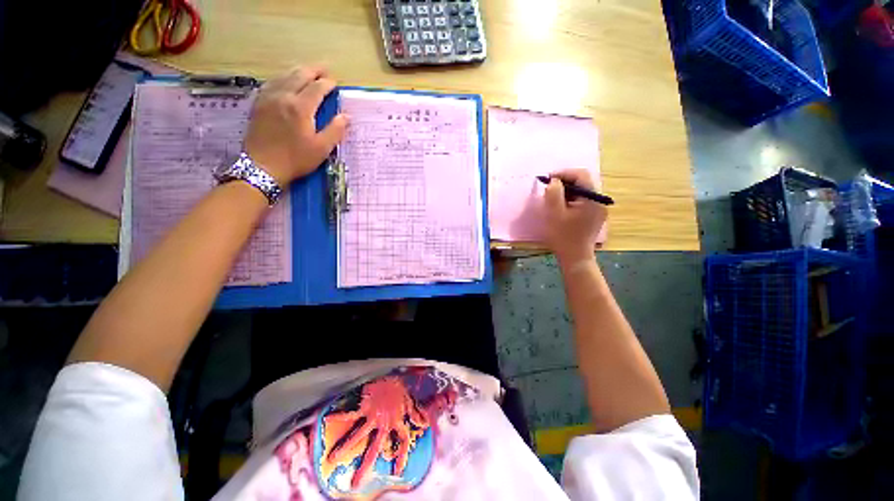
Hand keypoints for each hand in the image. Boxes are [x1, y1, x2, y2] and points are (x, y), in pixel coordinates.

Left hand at [244, 66, 348, 184]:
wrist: (262, 166)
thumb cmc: (296, 159)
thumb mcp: (321, 149)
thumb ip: (335, 130)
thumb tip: (346, 116)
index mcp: (301, 108)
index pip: (317, 88)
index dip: (327, 83)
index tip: (335, 83)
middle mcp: (283, 97)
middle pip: (299, 75)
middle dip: (313, 70)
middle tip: (324, 69)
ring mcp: (268, 98)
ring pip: (284, 76)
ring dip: (297, 71)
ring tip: (307, 71)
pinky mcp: (259, 104)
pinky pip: (271, 83)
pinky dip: (282, 78)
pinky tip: (285, 80)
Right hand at [544, 169, 606, 263]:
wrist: (575, 258)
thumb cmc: (563, 236)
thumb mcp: (554, 213)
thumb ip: (553, 193)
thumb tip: (554, 181)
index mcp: (592, 198)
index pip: (581, 174)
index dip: (564, 173)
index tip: (548, 179)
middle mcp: (599, 200)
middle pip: (583, 182)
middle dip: (565, 182)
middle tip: (549, 189)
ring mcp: (599, 208)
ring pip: (582, 191)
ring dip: (567, 191)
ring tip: (553, 199)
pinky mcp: (595, 215)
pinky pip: (583, 200)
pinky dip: (571, 199)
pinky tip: (561, 208)